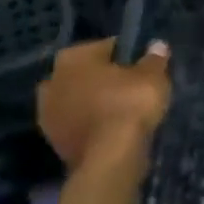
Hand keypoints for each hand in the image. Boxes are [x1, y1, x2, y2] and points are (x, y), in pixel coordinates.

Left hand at [37, 37, 172, 178]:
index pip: (106, 47)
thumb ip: (154, 58)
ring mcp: (46, 113)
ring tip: (121, 110)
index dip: (127, 55)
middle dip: (103, 78)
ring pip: (77, 99)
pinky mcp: (52, 140)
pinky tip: (111, 129)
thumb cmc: (129, 105)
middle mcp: (52, 80)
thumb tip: (156, 45)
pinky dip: (90, 123)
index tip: (142, 66)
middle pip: (85, 73)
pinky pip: (76, 122)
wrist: (109, 158)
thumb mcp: (152, 76)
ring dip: (93, 102)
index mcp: (73, 57)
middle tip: (130, 87)